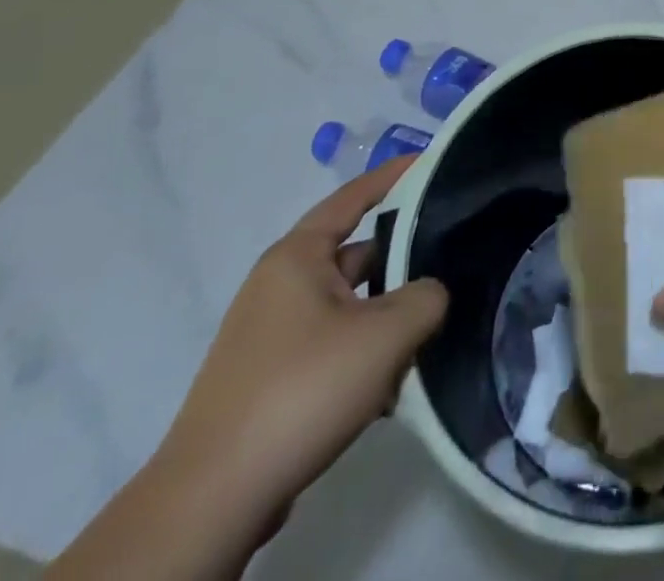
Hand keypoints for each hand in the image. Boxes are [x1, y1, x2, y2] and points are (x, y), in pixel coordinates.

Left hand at [155, 158, 447, 527]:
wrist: (212, 502)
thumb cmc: (301, 390)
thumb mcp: (385, 335)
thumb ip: (426, 297)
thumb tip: (430, 294)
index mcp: (297, 256)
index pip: (354, 196)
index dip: (394, 176)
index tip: (433, 162)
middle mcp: (280, 284)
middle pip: (357, 255)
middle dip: (403, 263)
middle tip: (451, 265)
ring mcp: (271, 333)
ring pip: (349, 306)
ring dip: (387, 319)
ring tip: (428, 337)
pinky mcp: (270, 378)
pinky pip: (332, 345)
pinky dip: (364, 354)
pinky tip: (391, 387)